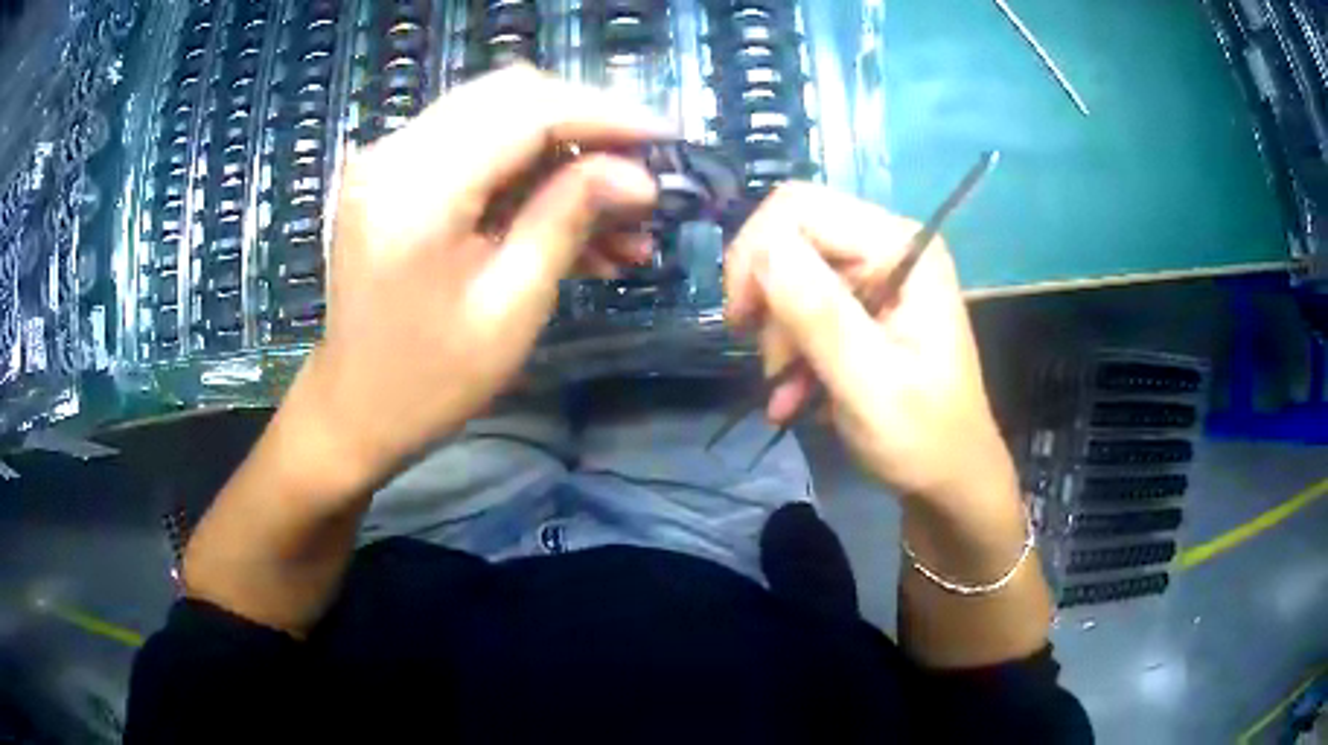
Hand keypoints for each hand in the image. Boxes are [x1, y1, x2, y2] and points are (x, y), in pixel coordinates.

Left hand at [290, 66, 668, 487]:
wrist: (353, 410)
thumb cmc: (428, 381)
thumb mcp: (510, 309)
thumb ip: (568, 221)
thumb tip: (637, 176)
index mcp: (418, 190)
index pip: (526, 110)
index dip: (604, 115)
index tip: (667, 137)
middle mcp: (395, 153)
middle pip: (511, 95)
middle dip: (588, 123)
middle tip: (642, 168)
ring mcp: (390, 160)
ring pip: (497, 116)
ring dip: (563, 153)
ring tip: (621, 214)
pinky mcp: (395, 176)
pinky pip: (474, 148)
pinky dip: (527, 173)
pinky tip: (574, 220)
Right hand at [725, 183, 1014, 506]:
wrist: (952, 479)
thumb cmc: (923, 438)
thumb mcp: (870, 385)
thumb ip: (819, 315)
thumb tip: (762, 248)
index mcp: (902, 248)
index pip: (800, 208)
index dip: (758, 254)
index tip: (742, 321)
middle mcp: (889, 246)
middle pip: (792, 236)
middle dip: (767, 298)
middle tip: (767, 362)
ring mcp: (877, 275)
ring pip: (791, 274)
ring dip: (779, 334)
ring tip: (786, 389)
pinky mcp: (864, 305)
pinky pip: (804, 305)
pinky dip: (791, 349)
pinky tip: (793, 395)